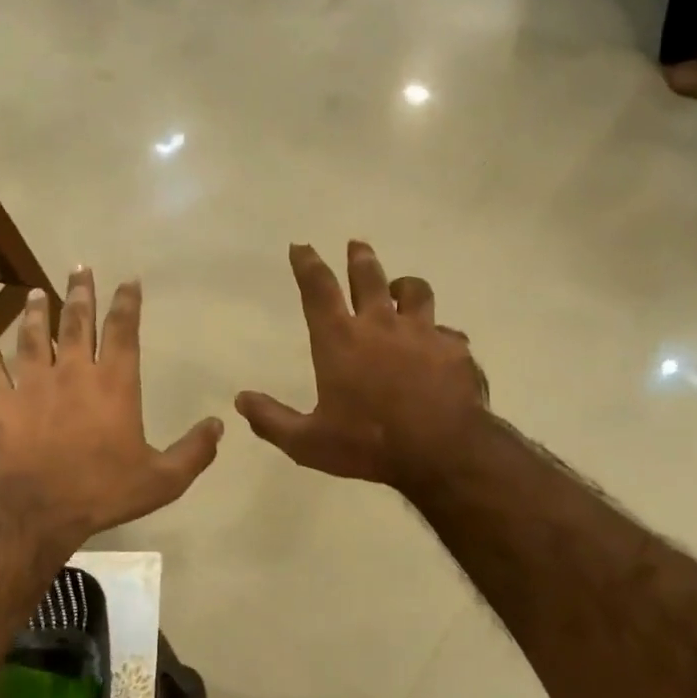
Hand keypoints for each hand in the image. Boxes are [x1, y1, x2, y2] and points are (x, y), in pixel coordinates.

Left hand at [0, 269, 221, 546]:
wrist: (37, 508)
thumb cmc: (103, 489)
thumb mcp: (163, 479)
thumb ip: (194, 451)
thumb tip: (219, 426)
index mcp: (114, 384)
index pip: (123, 331)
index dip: (127, 303)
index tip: (128, 280)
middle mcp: (73, 372)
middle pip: (77, 322)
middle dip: (79, 293)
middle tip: (78, 268)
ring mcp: (33, 385)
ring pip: (33, 339)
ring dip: (34, 315)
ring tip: (34, 294)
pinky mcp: (1, 404)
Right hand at [236, 242, 487, 489]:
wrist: (443, 451)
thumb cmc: (369, 445)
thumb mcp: (308, 443)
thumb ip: (273, 421)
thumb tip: (241, 400)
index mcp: (340, 341)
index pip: (318, 289)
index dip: (307, 264)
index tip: (301, 246)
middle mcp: (381, 325)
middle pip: (369, 277)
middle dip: (359, 258)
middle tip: (356, 245)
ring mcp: (423, 333)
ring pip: (415, 292)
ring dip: (404, 286)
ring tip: (400, 288)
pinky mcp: (455, 349)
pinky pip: (447, 331)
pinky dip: (439, 334)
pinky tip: (440, 345)